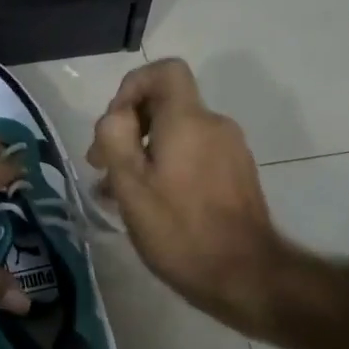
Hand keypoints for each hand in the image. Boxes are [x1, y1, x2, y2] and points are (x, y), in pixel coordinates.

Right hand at [87, 59, 289, 334]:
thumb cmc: (180, 230)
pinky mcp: (236, 175)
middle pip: (166, 104)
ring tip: (118, 192)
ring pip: (176, 133)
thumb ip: (115, 137)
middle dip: (129, 128)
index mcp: (188, 120)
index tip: (114, 124)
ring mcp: (230, 150)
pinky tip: (148, 204)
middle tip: (101, 167)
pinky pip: (193, 154)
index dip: (133, 86)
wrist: (246, 277)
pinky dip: (166, 166)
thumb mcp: (131, 184)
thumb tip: (117, 115)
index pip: (165, 71)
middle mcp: (214, 125)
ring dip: (143, 153)